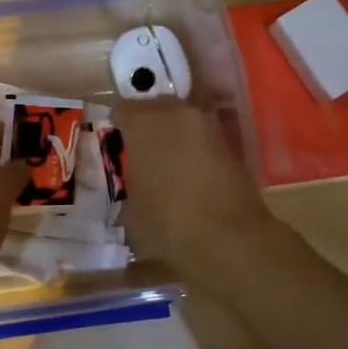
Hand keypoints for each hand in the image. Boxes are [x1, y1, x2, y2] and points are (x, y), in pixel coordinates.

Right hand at [112, 99, 277, 287]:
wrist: (229, 241)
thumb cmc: (167, 224)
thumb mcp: (131, 210)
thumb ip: (131, 183)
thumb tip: (137, 182)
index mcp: (143, 122)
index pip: (122, 109)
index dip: (117, 126)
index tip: (115, 144)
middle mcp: (176, 112)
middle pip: (156, 107)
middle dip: (148, 124)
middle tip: (141, 151)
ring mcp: (208, 124)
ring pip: (183, 119)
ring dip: (174, 134)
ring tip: (167, 162)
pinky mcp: (231, 144)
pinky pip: (204, 137)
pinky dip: (195, 148)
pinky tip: (190, 172)